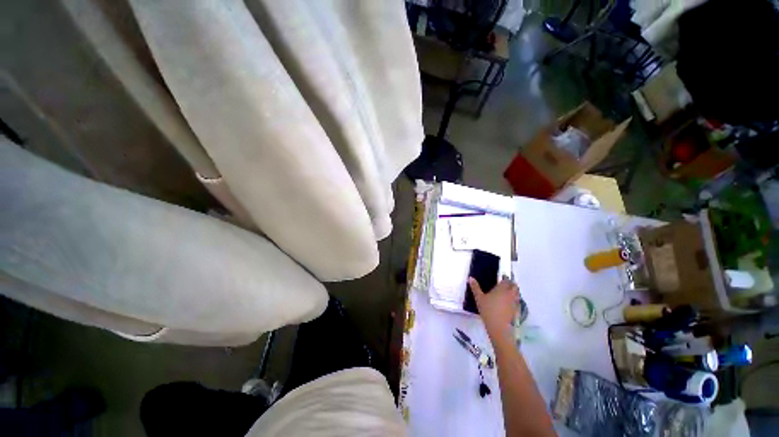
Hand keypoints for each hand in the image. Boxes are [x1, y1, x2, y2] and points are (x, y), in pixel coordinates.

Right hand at [468, 276, 518, 341]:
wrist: (498, 326)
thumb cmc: (487, 310)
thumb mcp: (479, 298)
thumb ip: (475, 287)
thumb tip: (470, 278)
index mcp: (501, 289)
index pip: (506, 280)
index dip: (505, 278)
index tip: (503, 277)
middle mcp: (510, 294)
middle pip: (514, 286)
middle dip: (512, 284)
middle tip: (506, 284)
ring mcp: (514, 302)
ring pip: (517, 294)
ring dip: (514, 291)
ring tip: (508, 292)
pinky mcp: (516, 310)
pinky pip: (518, 302)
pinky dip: (515, 300)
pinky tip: (510, 302)